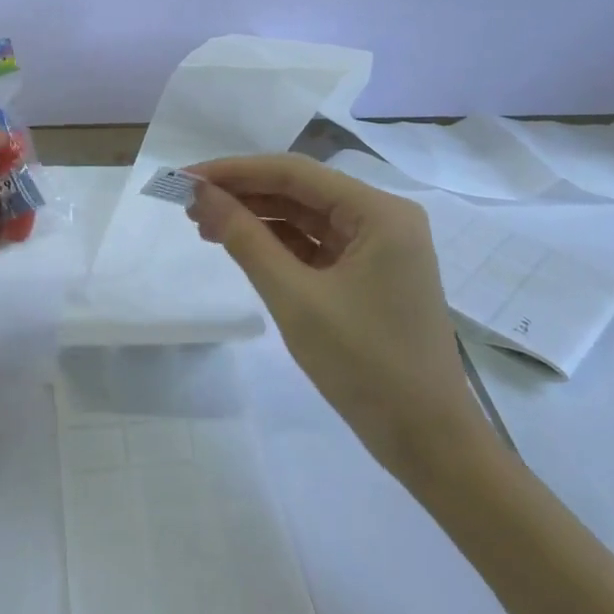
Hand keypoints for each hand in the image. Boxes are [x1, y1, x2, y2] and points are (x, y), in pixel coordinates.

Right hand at [187, 154, 490, 482]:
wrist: (427, 442)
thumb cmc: (365, 363)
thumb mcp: (295, 297)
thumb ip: (246, 239)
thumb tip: (203, 195)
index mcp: (379, 212)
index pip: (294, 173)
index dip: (235, 171)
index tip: (186, 178)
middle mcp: (383, 218)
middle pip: (300, 191)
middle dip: (243, 195)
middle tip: (188, 204)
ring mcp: (379, 248)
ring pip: (305, 218)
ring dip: (256, 219)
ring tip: (204, 225)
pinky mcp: (369, 275)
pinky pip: (315, 246)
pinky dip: (277, 245)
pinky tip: (241, 247)